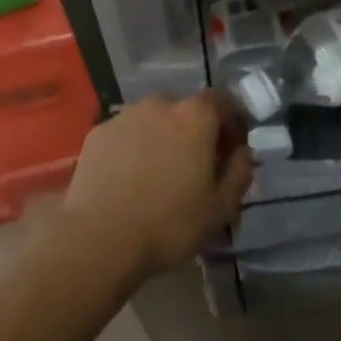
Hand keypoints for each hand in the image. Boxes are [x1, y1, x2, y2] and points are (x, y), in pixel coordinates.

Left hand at [58, 91, 253, 283]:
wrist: (98, 239)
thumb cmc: (168, 224)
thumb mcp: (221, 208)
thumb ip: (240, 172)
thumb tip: (242, 152)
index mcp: (195, 116)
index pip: (222, 100)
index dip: (232, 121)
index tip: (233, 148)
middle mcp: (160, 104)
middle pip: (186, 109)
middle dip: (196, 131)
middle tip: (197, 165)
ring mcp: (125, 115)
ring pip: (154, 120)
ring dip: (163, 137)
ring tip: (160, 173)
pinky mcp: (98, 133)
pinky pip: (127, 133)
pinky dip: (134, 147)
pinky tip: (130, 178)